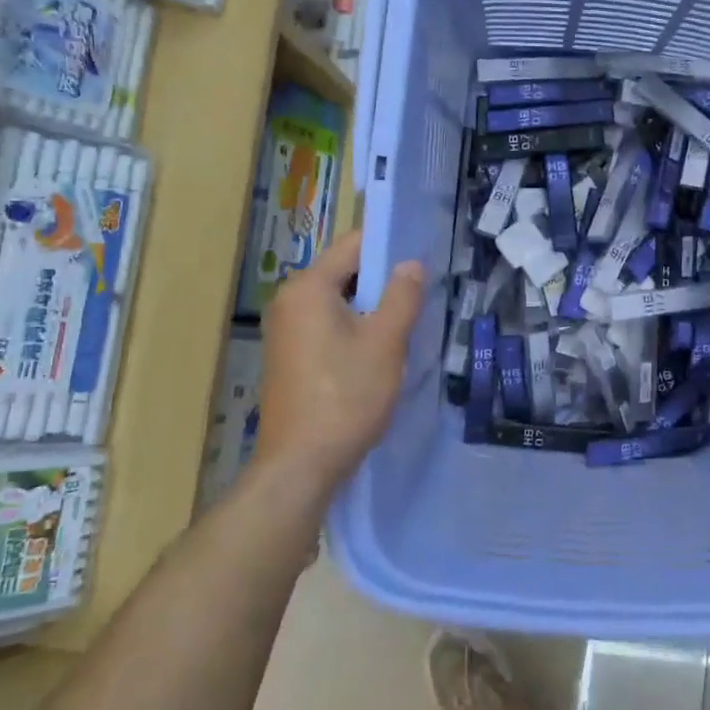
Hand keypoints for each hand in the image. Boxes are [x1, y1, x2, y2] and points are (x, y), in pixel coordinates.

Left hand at [252, 231, 426, 491]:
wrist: (300, 464)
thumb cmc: (346, 396)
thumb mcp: (385, 342)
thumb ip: (402, 296)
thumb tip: (411, 263)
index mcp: (308, 288)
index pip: (353, 245)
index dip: (390, 246)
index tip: (423, 256)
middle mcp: (289, 301)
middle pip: (344, 272)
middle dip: (383, 280)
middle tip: (422, 292)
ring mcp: (285, 331)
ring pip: (338, 302)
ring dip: (371, 307)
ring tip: (407, 320)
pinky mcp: (289, 357)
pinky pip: (327, 326)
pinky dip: (354, 328)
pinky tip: (379, 350)